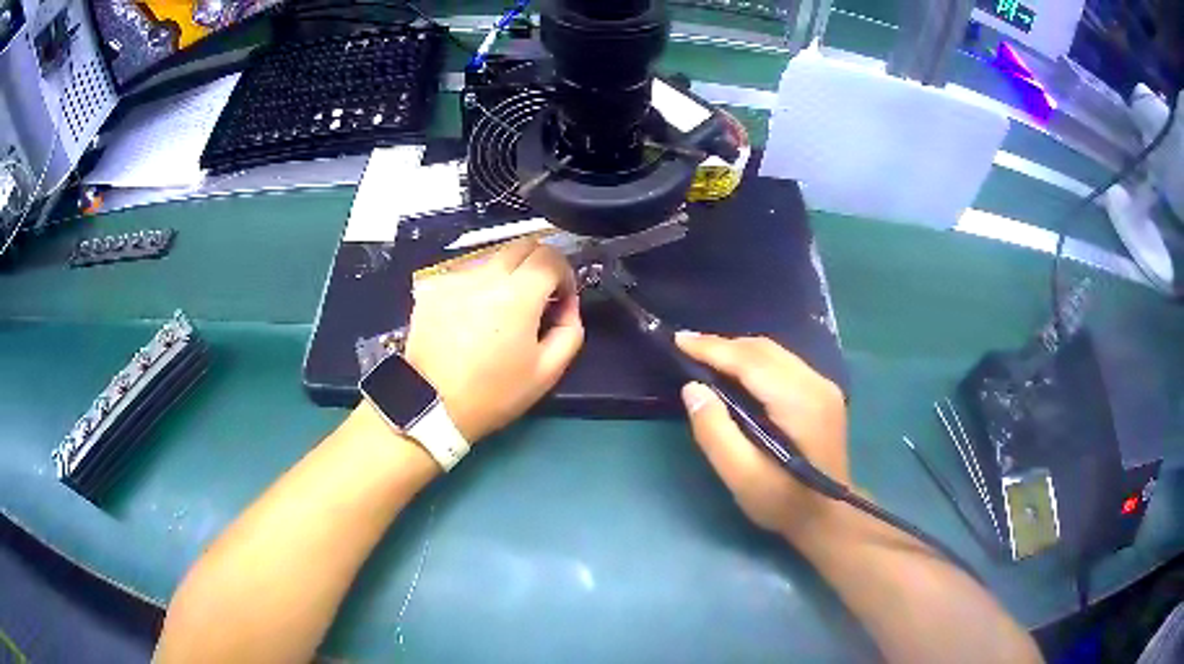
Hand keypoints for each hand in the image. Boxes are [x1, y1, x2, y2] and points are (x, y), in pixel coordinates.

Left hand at [403, 239, 584, 441]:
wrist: (430, 405)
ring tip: (498, 312)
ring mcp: (454, 278)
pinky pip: (464, 275)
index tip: (561, 297)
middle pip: (522, 246)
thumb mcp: (547, 372)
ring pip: (492, 259)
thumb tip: (568, 304)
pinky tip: (469, 317)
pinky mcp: (432, 287)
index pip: (551, 256)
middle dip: (537, 265)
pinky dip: (475, 287)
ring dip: (505, 275)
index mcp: (517, 295)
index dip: (564, 273)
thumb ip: (570, 330)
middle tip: (536, 297)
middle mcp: (485, 275)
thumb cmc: (493, 393)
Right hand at [675, 333, 848, 541]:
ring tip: (704, 356)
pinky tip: (736, 372)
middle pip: (764, 349)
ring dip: (738, 351)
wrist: (828, 517)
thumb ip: (715, 432)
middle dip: (723, 345)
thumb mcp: (741, 476)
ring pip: (774, 352)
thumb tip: (692, 388)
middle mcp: (815, 384)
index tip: (678, 340)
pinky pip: (783, 363)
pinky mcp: (823, 393)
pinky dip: (754, 361)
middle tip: (686, 347)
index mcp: (798, 402)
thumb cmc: (783, 502)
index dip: (713, 348)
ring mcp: (823, 386)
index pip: (750, 361)